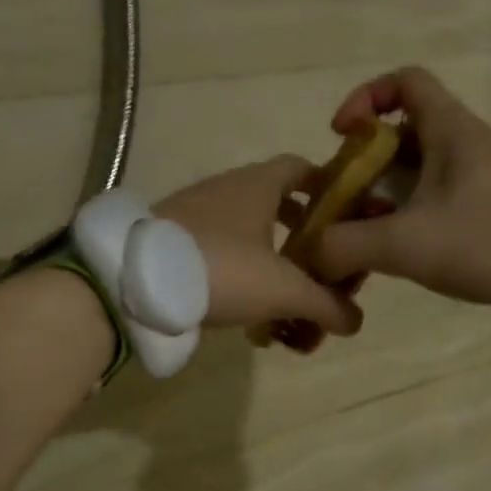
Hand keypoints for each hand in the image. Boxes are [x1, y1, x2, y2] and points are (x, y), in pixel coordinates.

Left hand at [156, 157, 363, 336]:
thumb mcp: (284, 290)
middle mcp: (227, 189)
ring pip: (248, 232)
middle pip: (278, 204)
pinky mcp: (174, 241)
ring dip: (273, 262)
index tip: (346, 215)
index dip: (328, 186)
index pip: (302, 168)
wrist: (135, 282)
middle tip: (321, 268)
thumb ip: (325, 305)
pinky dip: (241, 273)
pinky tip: (246, 309)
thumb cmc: (222, 269)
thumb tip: (355, 322)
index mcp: (258, 184)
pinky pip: (220, 251)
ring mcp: (196, 213)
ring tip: (286, 300)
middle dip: (304, 238)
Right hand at [307, 67, 490, 331]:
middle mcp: (466, 145)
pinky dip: (410, 216)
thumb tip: (310, 253)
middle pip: (404, 132)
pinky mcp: (490, 211)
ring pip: (420, 171)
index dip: (365, 97)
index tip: (340, 136)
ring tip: (362, 231)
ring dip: (386, 194)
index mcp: (450, 131)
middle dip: (366, 162)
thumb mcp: (406, 244)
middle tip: (343, 199)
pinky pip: (438, 200)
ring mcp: (481, 179)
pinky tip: (397, 252)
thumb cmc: (489, 243)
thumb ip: (348, 246)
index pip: (405, 81)